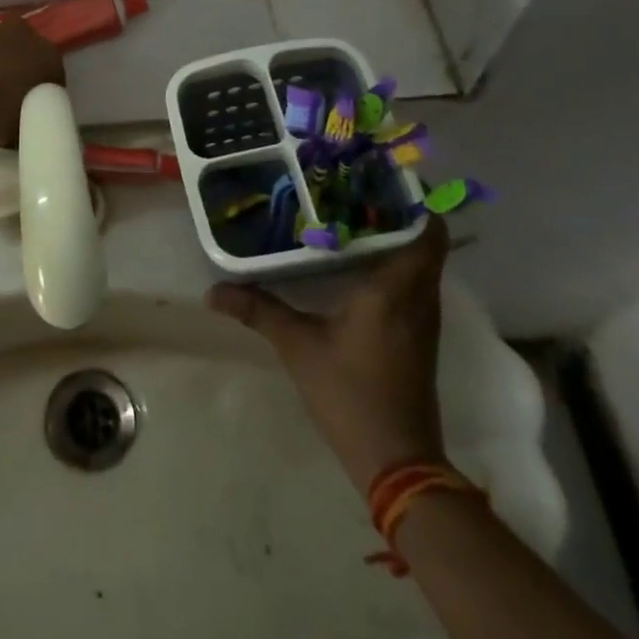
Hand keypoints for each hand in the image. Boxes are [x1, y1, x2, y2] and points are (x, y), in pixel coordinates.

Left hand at [0, 17, 65, 145]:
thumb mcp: (23, 129)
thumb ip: (31, 118)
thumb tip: (27, 121)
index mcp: (45, 55)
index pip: (53, 72)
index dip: (43, 92)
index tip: (32, 109)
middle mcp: (20, 32)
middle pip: (23, 51)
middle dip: (16, 69)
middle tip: (3, 98)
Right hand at [207, 214, 449, 488]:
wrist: (397, 461)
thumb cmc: (350, 393)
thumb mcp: (298, 345)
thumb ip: (258, 310)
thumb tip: (212, 292)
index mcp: (396, 289)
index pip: (426, 232)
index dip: (413, 200)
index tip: (381, 177)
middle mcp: (419, 298)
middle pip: (422, 241)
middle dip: (395, 212)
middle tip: (353, 188)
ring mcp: (423, 320)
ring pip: (420, 263)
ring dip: (395, 237)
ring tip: (350, 215)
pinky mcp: (418, 337)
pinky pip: (414, 284)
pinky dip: (394, 264)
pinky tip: (356, 262)